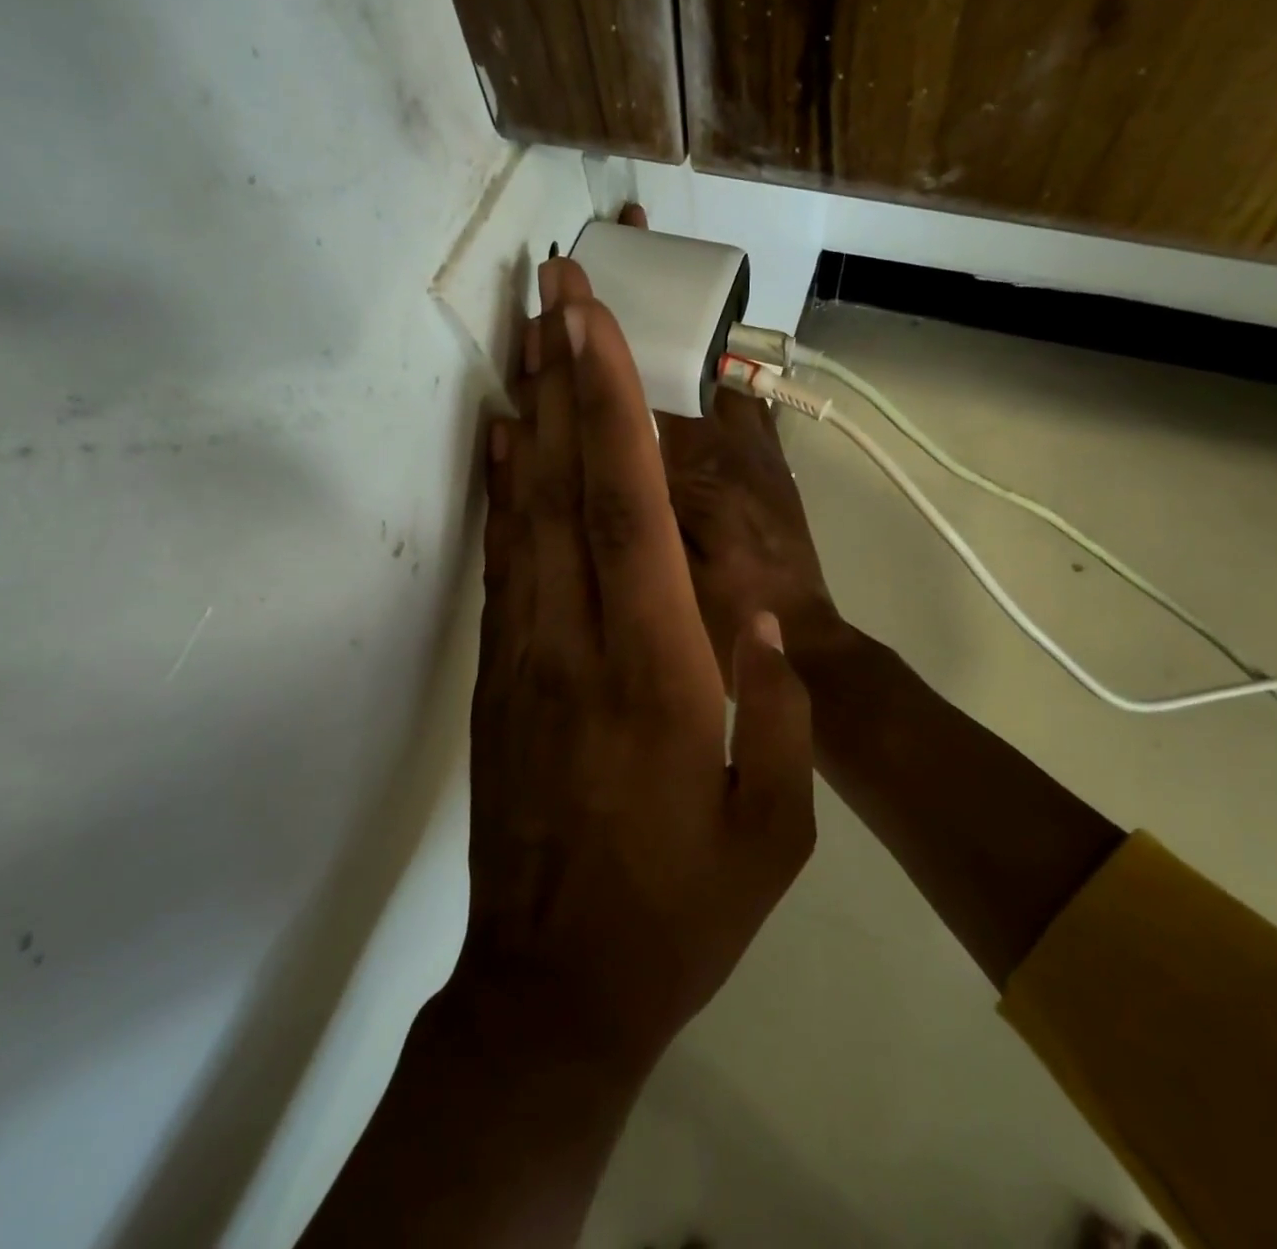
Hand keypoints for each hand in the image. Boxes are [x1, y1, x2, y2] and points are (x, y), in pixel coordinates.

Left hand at [459, 248, 817, 1078]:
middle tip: (550, 285)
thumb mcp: (777, 832)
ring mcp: (523, 658)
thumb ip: (780, 716)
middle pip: (562, 485)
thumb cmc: (681, 913)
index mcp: (659, 674)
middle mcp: (578, 644)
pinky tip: (500, 441)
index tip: (592, 321)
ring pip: (521, 512)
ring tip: (526, 334)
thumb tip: (765, 617)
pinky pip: (500, 563)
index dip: (609, 405)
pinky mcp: (496, 678)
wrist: (555, 990)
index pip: (630, 509)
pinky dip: (500, 489)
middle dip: (558, 375)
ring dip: (526, 415)